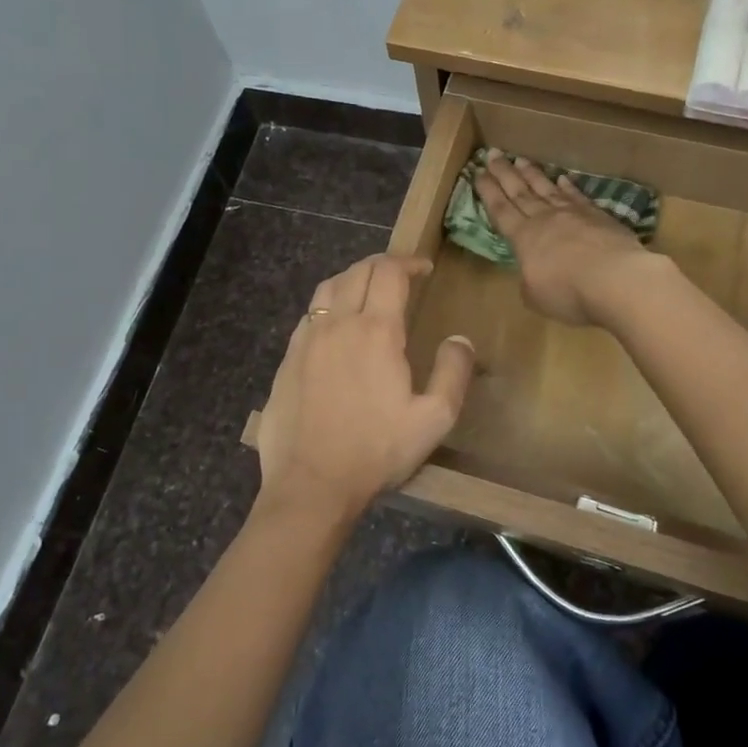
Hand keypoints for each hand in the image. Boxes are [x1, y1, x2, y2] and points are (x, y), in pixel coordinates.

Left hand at [253, 254, 474, 530]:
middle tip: (399, 274)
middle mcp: (338, 324)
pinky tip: (335, 325)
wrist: (311, 484)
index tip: (423, 268)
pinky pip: (308, 315)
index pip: (389, 273)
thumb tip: (460, 339)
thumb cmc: (376, 451)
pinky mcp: (287, 360)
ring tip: (367, 290)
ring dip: (351, 279)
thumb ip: (453, 373)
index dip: (408, 262)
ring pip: (327, 288)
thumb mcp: (433, 419)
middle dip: (382, 264)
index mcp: (376, 331)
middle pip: (357, 272)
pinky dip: (327, 305)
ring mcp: (307, 340)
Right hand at [474, 151, 653, 326]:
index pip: (500, 210)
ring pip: (546, 188)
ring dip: (532, 174)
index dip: (488, 191)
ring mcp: (572, 213)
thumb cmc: (568, 292)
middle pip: (519, 192)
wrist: (615, 278)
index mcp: (523, 238)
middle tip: (492, 154)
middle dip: (504, 173)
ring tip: (520, 159)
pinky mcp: (598, 215)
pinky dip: (568, 186)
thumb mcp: (535, 296)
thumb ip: (528, 282)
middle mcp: (544, 219)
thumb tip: (531, 274)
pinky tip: (562, 178)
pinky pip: (577, 196)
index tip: (478, 173)